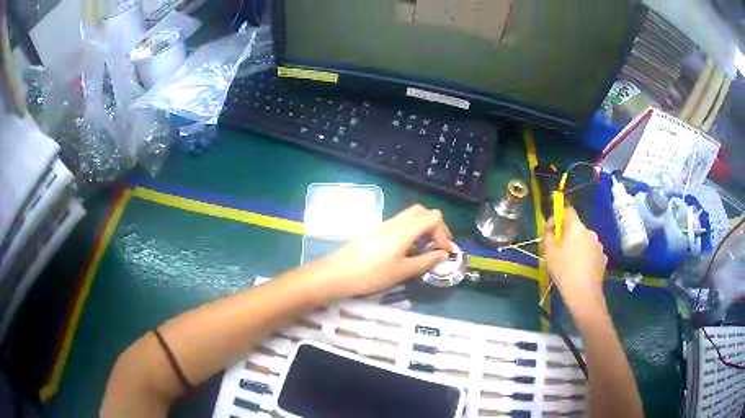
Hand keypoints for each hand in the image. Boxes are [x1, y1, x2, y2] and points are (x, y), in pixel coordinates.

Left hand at [309, 205, 452, 300]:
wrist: (338, 273)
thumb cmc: (373, 274)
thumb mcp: (403, 271)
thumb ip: (426, 261)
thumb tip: (443, 255)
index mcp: (406, 229)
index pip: (434, 217)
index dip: (444, 233)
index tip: (445, 253)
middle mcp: (397, 221)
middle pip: (423, 212)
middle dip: (436, 226)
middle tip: (439, 246)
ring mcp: (385, 225)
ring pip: (411, 217)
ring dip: (423, 229)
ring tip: (426, 250)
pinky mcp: (377, 231)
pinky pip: (401, 224)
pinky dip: (412, 232)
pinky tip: (409, 251)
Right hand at [543, 207, 606, 310]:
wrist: (584, 293)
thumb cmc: (564, 270)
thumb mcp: (549, 253)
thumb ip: (548, 237)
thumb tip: (550, 231)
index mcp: (576, 227)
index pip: (568, 210)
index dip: (557, 216)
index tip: (550, 230)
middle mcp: (590, 232)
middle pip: (576, 228)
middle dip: (567, 235)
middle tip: (558, 249)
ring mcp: (598, 245)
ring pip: (585, 241)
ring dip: (577, 247)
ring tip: (569, 262)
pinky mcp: (603, 259)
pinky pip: (591, 253)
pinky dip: (585, 257)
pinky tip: (579, 270)